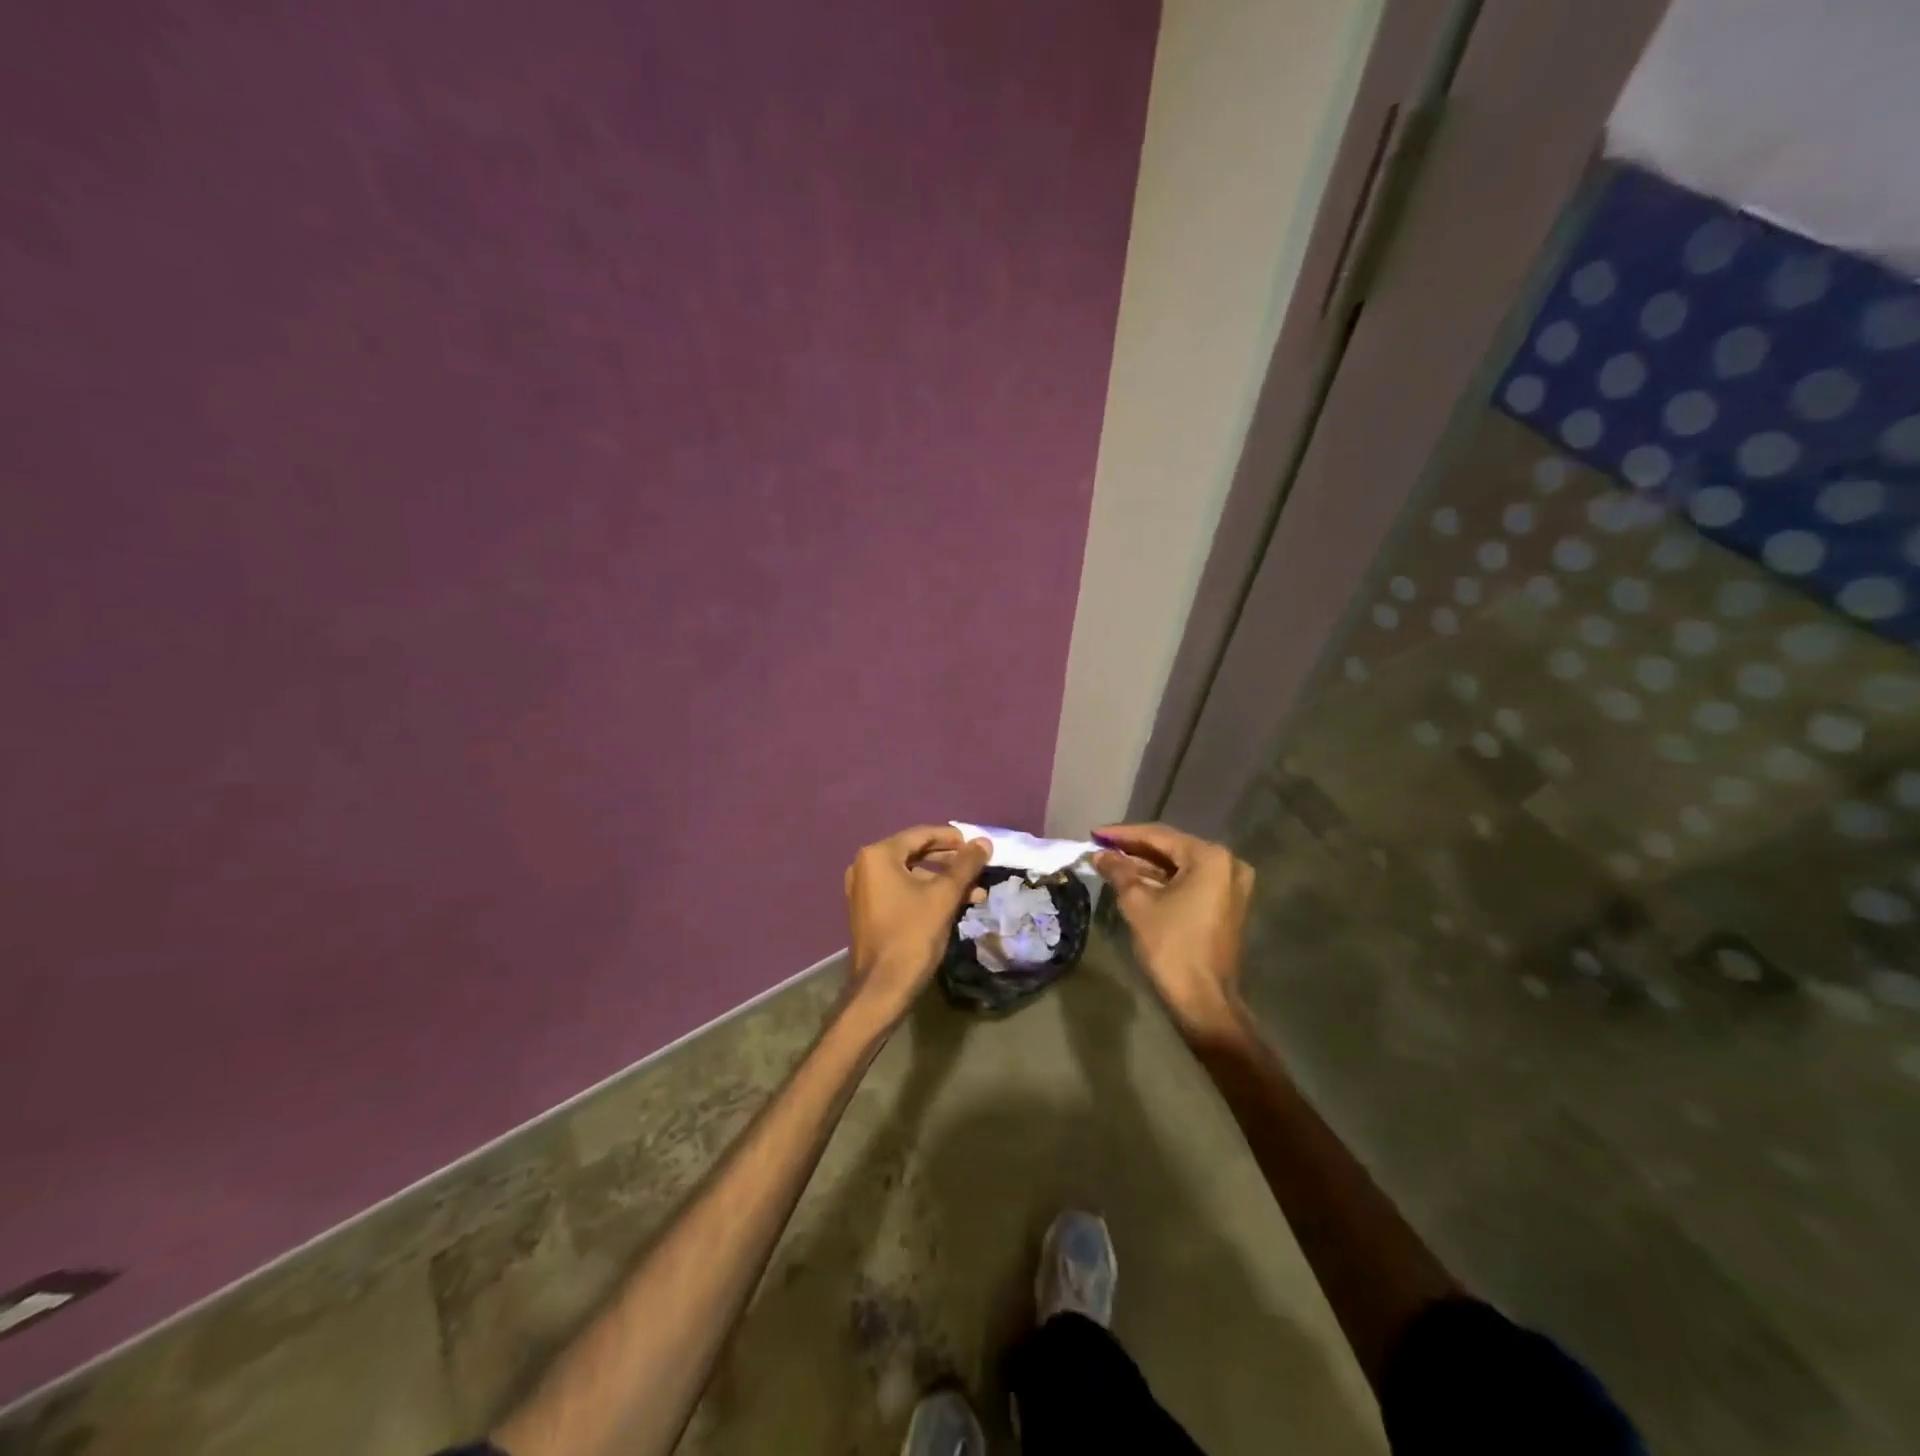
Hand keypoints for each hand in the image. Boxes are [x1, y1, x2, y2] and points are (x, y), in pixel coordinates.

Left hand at [843, 824, 991, 1022]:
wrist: (882, 988)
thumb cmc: (912, 934)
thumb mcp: (944, 896)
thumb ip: (965, 865)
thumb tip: (984, 842)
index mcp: (878, 856)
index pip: (920, 834)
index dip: (951, 838)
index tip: (976, 845)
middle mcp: (866, 867)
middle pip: (915, 853)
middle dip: (950, 861)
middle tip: (977, 866)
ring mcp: (865, 890)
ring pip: (912, 875)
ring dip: (943, 881)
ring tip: (975, 892)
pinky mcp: (870, 910)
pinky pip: (902, 891)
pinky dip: (927, 894)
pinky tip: (955, 904)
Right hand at [1093, 823, 1252, 1034]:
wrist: (1203, 999)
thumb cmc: (1171, 946)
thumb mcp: (1137, 903)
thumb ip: (1118, 871)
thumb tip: (1098, 854)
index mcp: (1210, 857)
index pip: (1159, 836)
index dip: (1123, 834)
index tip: (1095, 834)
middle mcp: (1227, 863)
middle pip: (1172, 848)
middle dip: (1135, 849)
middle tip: (1102, 846)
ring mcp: (1231, 885)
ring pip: (1181, 866)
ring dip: (1148, 865)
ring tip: (1112, 862)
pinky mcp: (1228, 904)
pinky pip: (1191, 881)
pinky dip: (1165, 880)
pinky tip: (1136, 879)